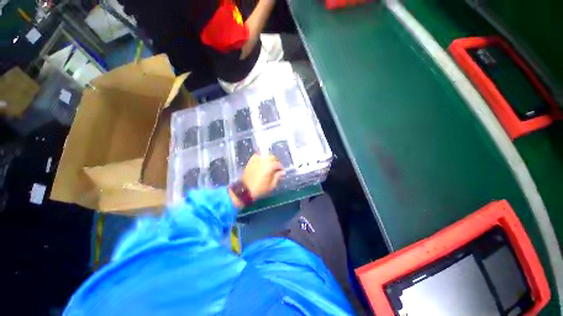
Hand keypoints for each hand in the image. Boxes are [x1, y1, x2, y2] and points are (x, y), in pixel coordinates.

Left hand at [242, 154, 284, 198]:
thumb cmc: (259, 189)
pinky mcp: (251, 161)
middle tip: (275, 169)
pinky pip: (257, 155)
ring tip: (269, 165)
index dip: (280, 168)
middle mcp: (263, 161)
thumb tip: (283, 172)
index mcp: (269, 166)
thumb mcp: (271, 186)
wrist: (245, 189)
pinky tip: (262, 162)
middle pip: (272, 157)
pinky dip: (261, 157)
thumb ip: (278, 177)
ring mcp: (256, 160)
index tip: (281, 172)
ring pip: (265, 155)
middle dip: (275, 162)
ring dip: (269, 159)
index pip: (278, 164)